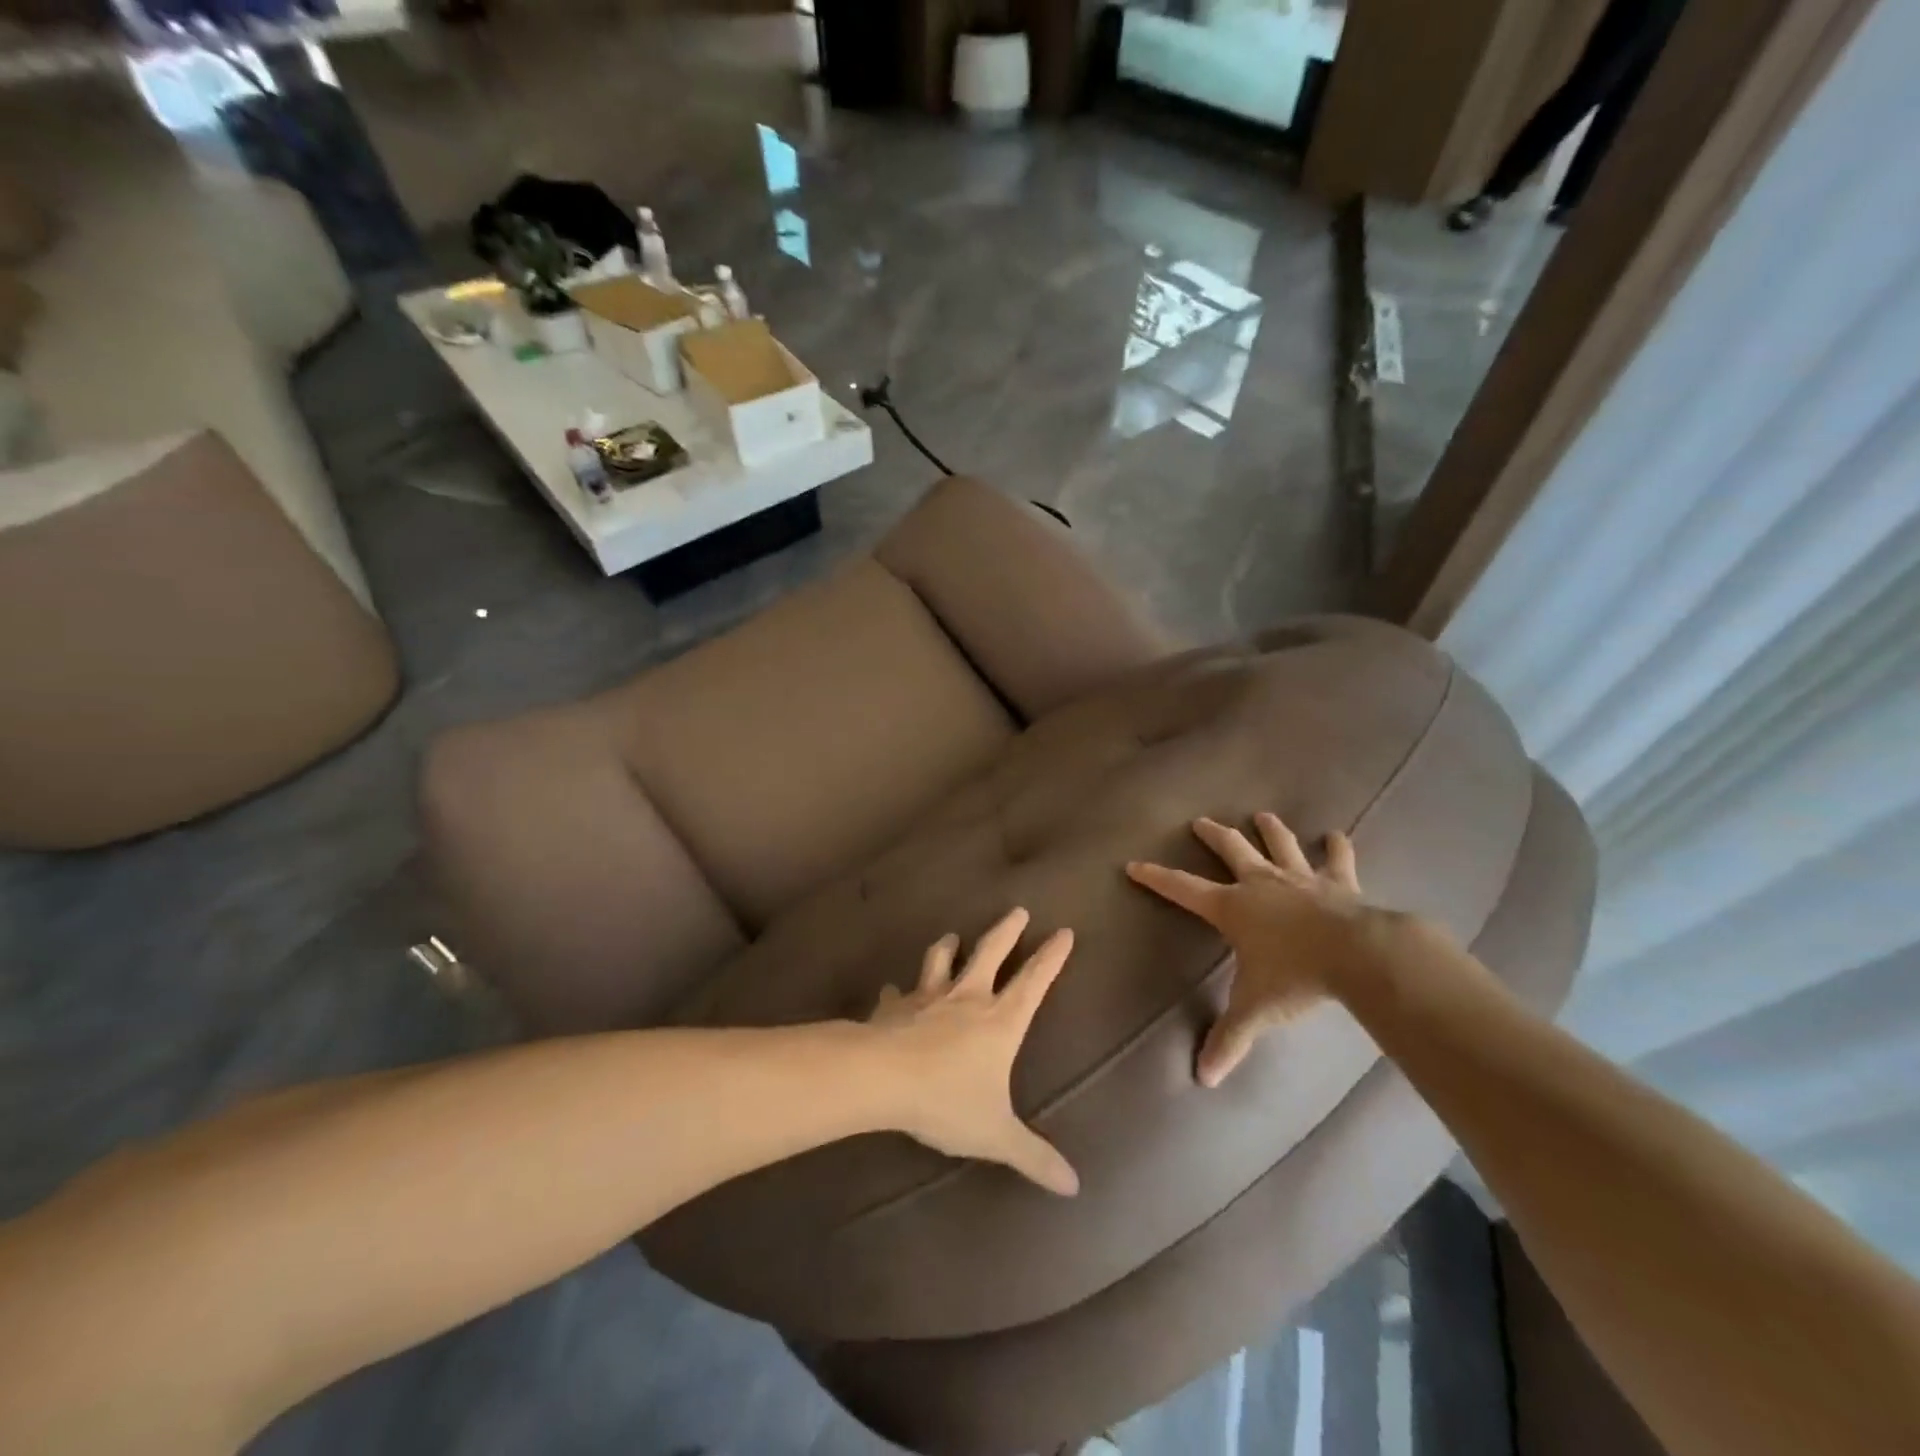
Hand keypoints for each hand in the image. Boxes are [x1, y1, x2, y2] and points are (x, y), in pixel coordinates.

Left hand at [869, 907, 1079, 1195]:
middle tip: (1019, 910)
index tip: (1064, 932)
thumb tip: (1074, 1186)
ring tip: (951, 936)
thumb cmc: (947, 1100)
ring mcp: (927, 998)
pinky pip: (896, 995)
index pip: (1034, 982)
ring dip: (947, 946)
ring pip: (940, 960)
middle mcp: (967, 999)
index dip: (1051, 958)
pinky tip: (891, 992)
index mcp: (999, 1022)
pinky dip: (896, 992)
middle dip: (1007, 931)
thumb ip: (1033, 1156)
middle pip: (990, 953)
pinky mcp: (894, 1008)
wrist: (882, 1078)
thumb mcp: (995, 1134)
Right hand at [1128, 813, 1371, 1087]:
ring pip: (1280, 845)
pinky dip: (1337, 847)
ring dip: (1270, 830)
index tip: (1134, 864)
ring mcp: (1300, 878)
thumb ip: (1229, 1039)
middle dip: (1213, 835)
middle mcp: (1260, 883)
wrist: (1357, 955)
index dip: (1156, 878)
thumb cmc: (1296, 977)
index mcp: (1232, 907)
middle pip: (1231, 850)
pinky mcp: (1338, 883)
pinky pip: (1338, 860)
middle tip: (1200, 822)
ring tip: (1263, 815)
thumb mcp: (1255, 1009)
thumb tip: (1203, 1079)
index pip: (1182, 889)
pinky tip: (1338, 835)